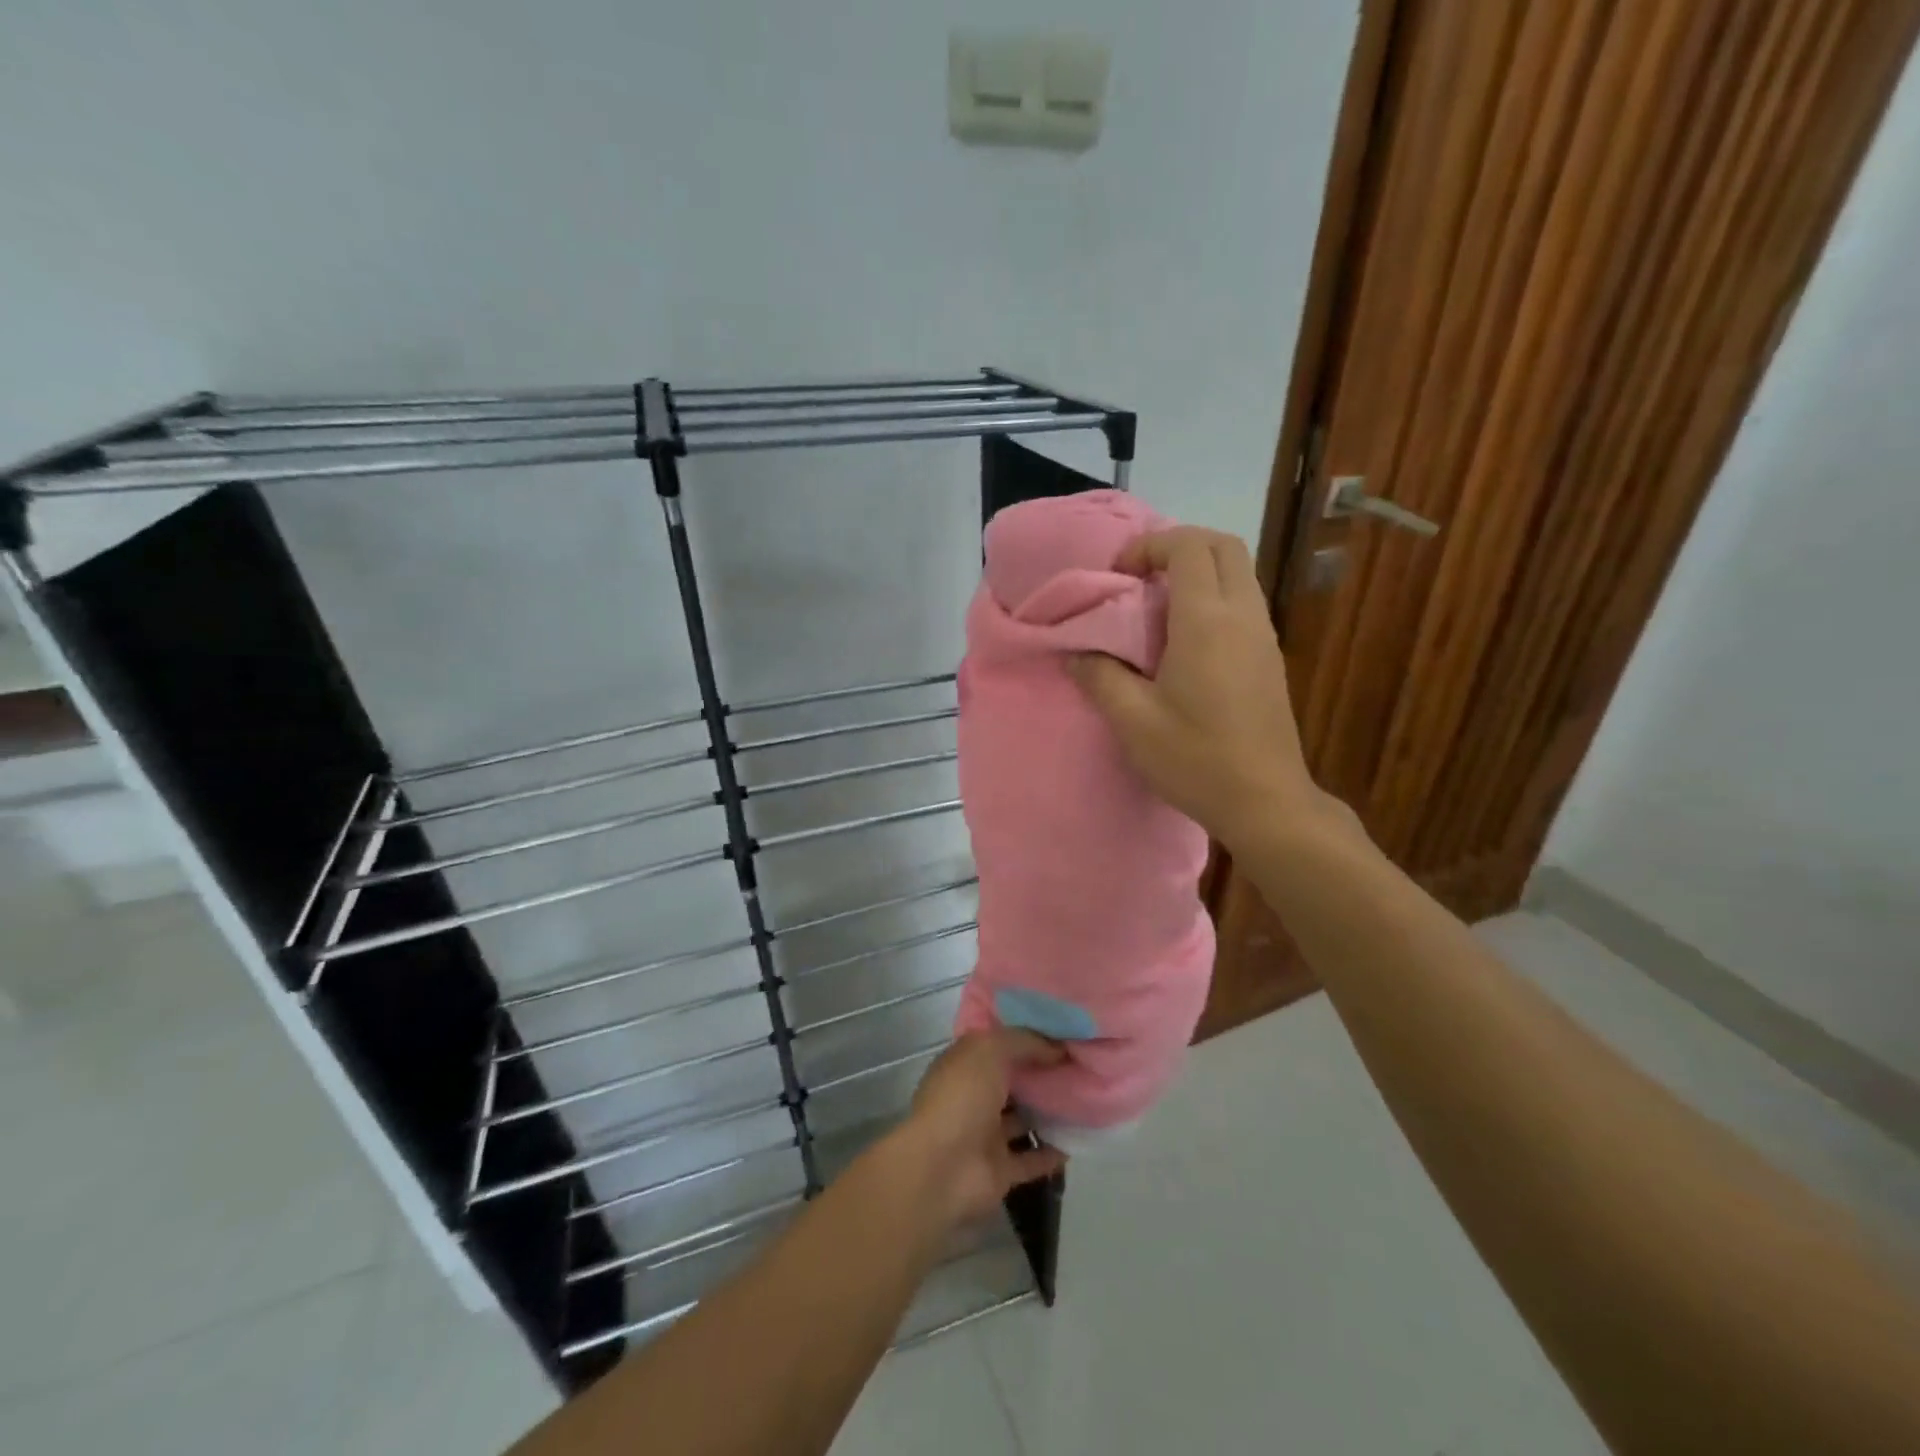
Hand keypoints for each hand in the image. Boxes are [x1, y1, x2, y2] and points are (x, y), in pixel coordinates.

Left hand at [893, 1028, 1068, 1230]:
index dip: (1027, 1037)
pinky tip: (1081, 1139)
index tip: (1063, 1032)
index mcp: (964, 1064)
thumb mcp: (990, 1050)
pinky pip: (1032, 1159)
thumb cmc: (962, 1097)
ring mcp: (986, 1135)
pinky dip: (1053, 1152)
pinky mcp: (1000, 1170)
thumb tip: (1057, 1048)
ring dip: (1049, 1111)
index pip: (998, 1044)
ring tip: (1087, 1098)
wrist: (942, 1168)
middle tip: (1083, 1064)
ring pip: (1023, 1119)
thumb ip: (1024, 1042)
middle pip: (1013, 1081)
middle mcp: (974, 1096)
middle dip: (1041, 1073)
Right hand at [1068, 526, 1329, 853]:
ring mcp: (1264, 635)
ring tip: (1157, 607)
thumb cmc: (1195, 759)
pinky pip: (1244, 601)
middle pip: (1223, 545)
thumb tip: (1076, 653)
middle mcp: (1243, 616)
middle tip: (1141, 577)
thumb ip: (1100, 677)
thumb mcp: (1133, 722)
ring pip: (1239, 572)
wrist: (1265, 802)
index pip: (1188, 547)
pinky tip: (1185, 640)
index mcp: (1207, 622)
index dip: (1150, 546)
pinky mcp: (1271, 657)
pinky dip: (1214, 596)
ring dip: (1198, 571)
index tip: (1119, 575)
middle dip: (1179, 545)